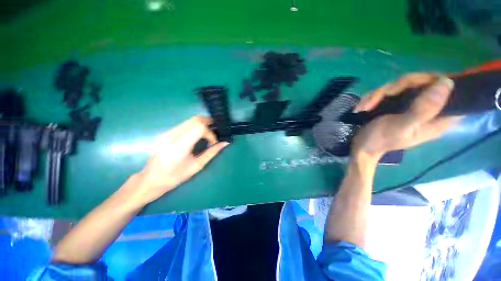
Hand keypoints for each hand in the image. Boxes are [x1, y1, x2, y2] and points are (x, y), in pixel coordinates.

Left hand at [125, 116, 228, 205]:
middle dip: (208, 123)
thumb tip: (224, 143)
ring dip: (202, 124)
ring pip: (190, 120)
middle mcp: (172, 135)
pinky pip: (185, 124)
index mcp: (180, 145)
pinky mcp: (166, 133)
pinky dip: (195, 127)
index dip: (210, 133)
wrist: (151, 179)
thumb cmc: (175, 176)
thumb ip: (212, 152)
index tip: (212, 143)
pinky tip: (197, 136)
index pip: (200, 127)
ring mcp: (168, 132)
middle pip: (195, 119)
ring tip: (207, 135)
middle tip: (214, 133)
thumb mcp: (197, 165)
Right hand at [351, 73, 460, 161]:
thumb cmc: (380, 140)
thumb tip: (446, 82)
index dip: (434, 81)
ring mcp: (412, 105)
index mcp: (438, 118)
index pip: (449, 89)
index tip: (413, 86)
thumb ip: (423, 109)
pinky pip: (390, 91)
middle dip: (396, 88)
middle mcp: (428, 108)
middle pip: (422, 82)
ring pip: (403, 85)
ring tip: (365, 106)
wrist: (362, 146)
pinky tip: (364, 106)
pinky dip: (375, 96)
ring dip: (379, 93)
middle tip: (377, 98)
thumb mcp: (400, 127)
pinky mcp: (398, 104)